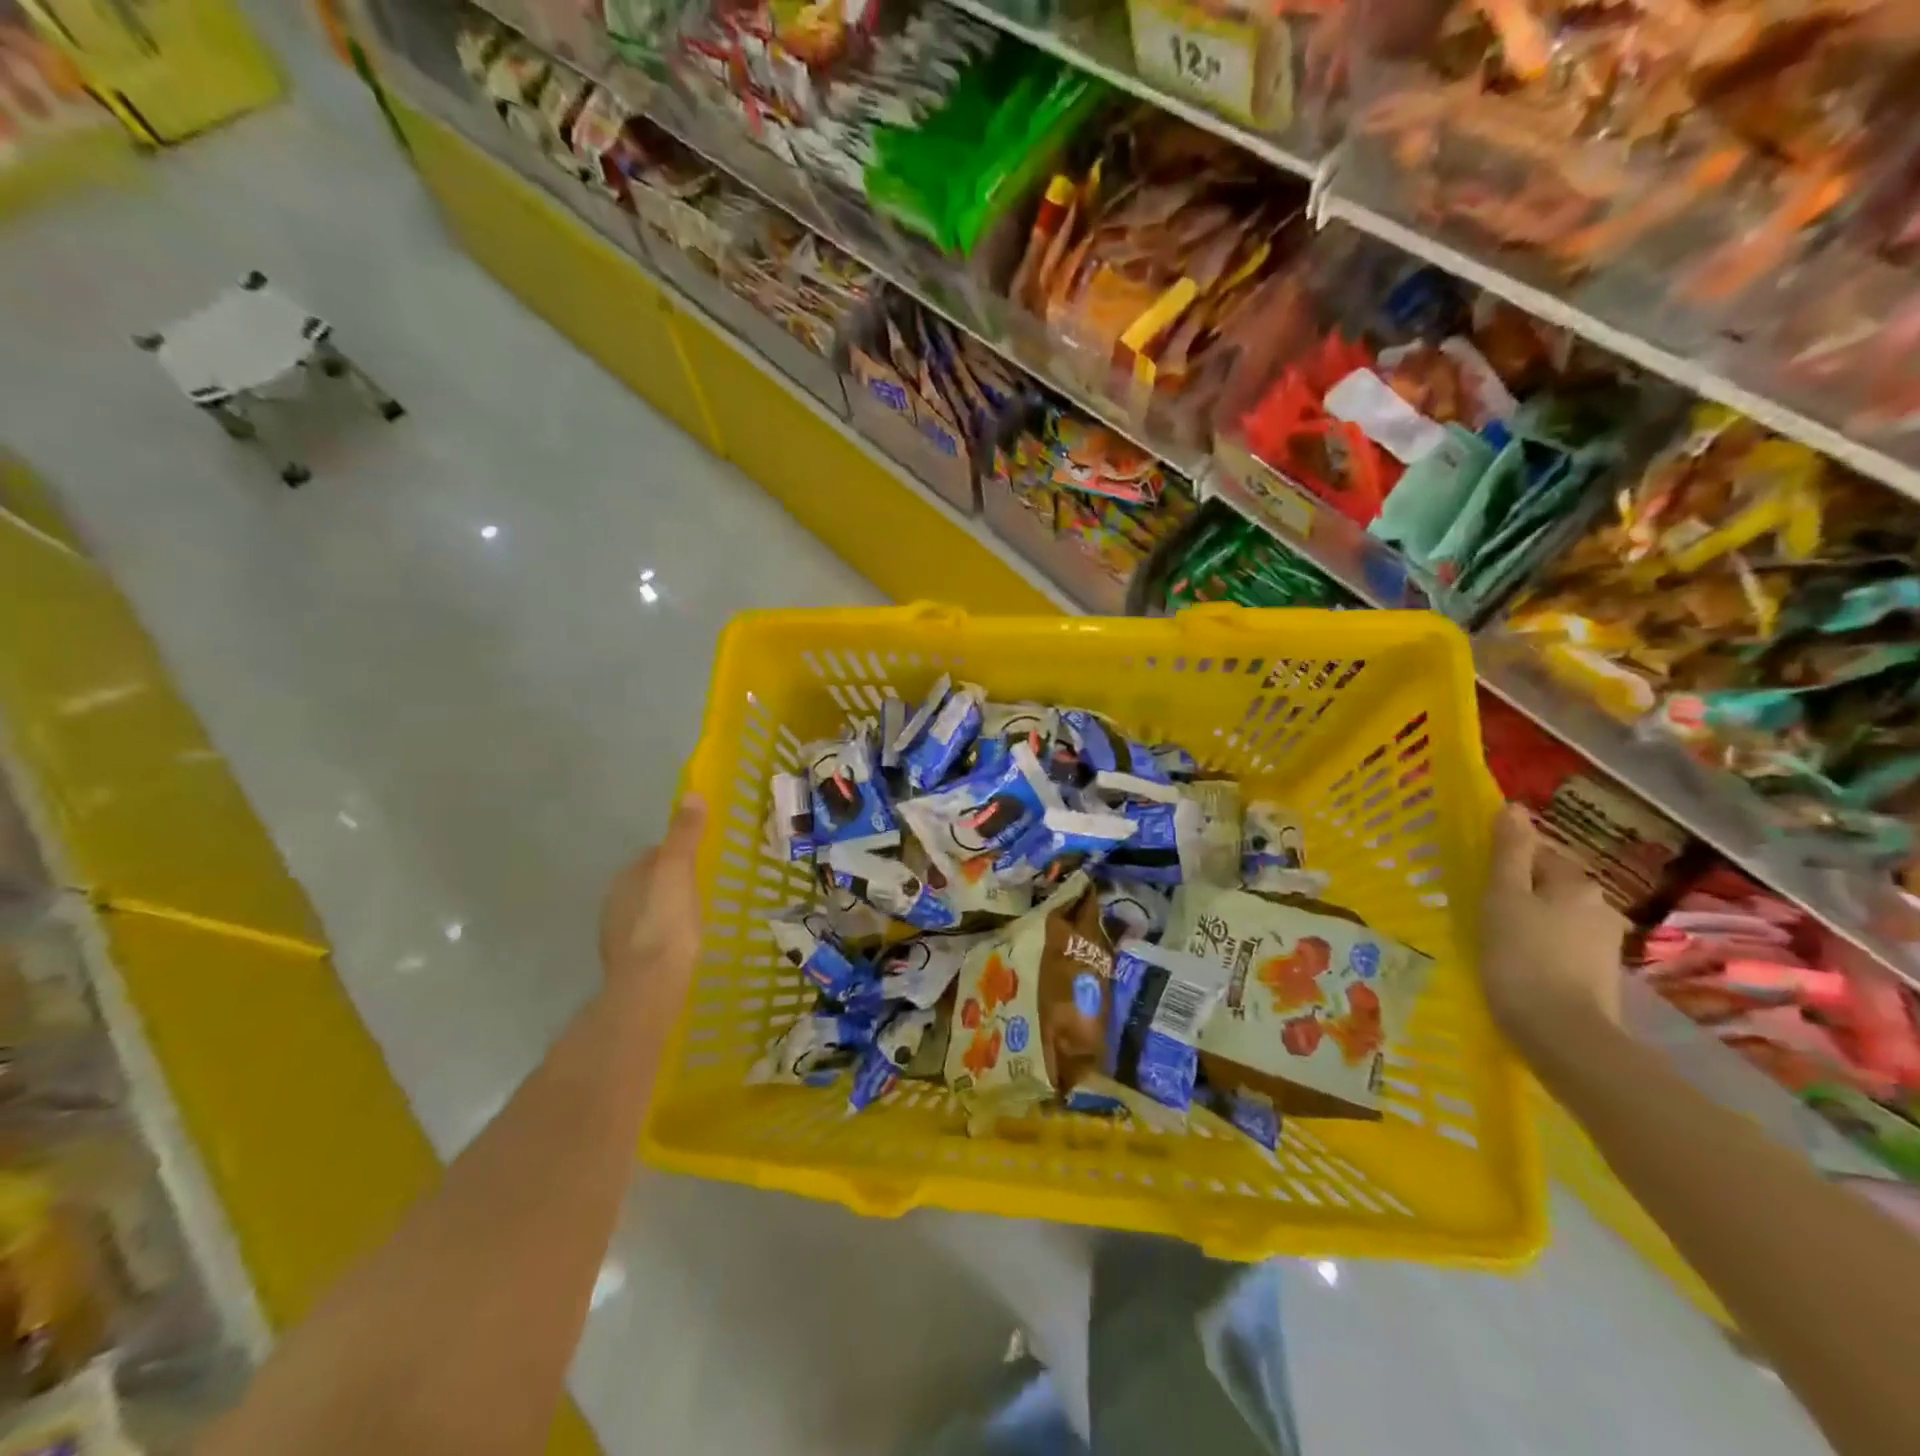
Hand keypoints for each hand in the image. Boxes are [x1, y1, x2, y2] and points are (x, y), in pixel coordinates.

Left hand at [599, 796, 705, 1012]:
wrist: (650, 986)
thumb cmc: (665, 922)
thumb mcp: (678, 870)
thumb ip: (684, 834)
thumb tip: (691, 793)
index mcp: (626, 878)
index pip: (652, 855)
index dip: (677, 853)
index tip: (702, 857)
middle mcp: (615, 903)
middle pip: (649, 883)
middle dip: (671, 882)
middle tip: (704, 885)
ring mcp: (619, 936)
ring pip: (648, 911)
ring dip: (667, 910)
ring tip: (698, 914)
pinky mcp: (630, 964)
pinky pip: (651, 938)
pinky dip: (666, 935)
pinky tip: (684, 943)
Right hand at [1480, 803, 1625, 1043]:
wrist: (1563, 1034)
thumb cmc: (1522, 957)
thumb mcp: (1503, 898)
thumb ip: (1509, 853)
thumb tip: (1513, 808)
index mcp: (1576, 883)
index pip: (1539, 853)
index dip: (1506, 861)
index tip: (1478, 878)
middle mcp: (1599, 906)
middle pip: (1550, 884)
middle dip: (1520, 890)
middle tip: (1481, 908)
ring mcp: (1604, 943)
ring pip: (1557, 915)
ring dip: (1531, 919)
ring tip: (1496, 938)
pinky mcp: (1599, 975)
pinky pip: (1563, 944)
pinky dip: (1542, 946)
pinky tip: (1520, 963)